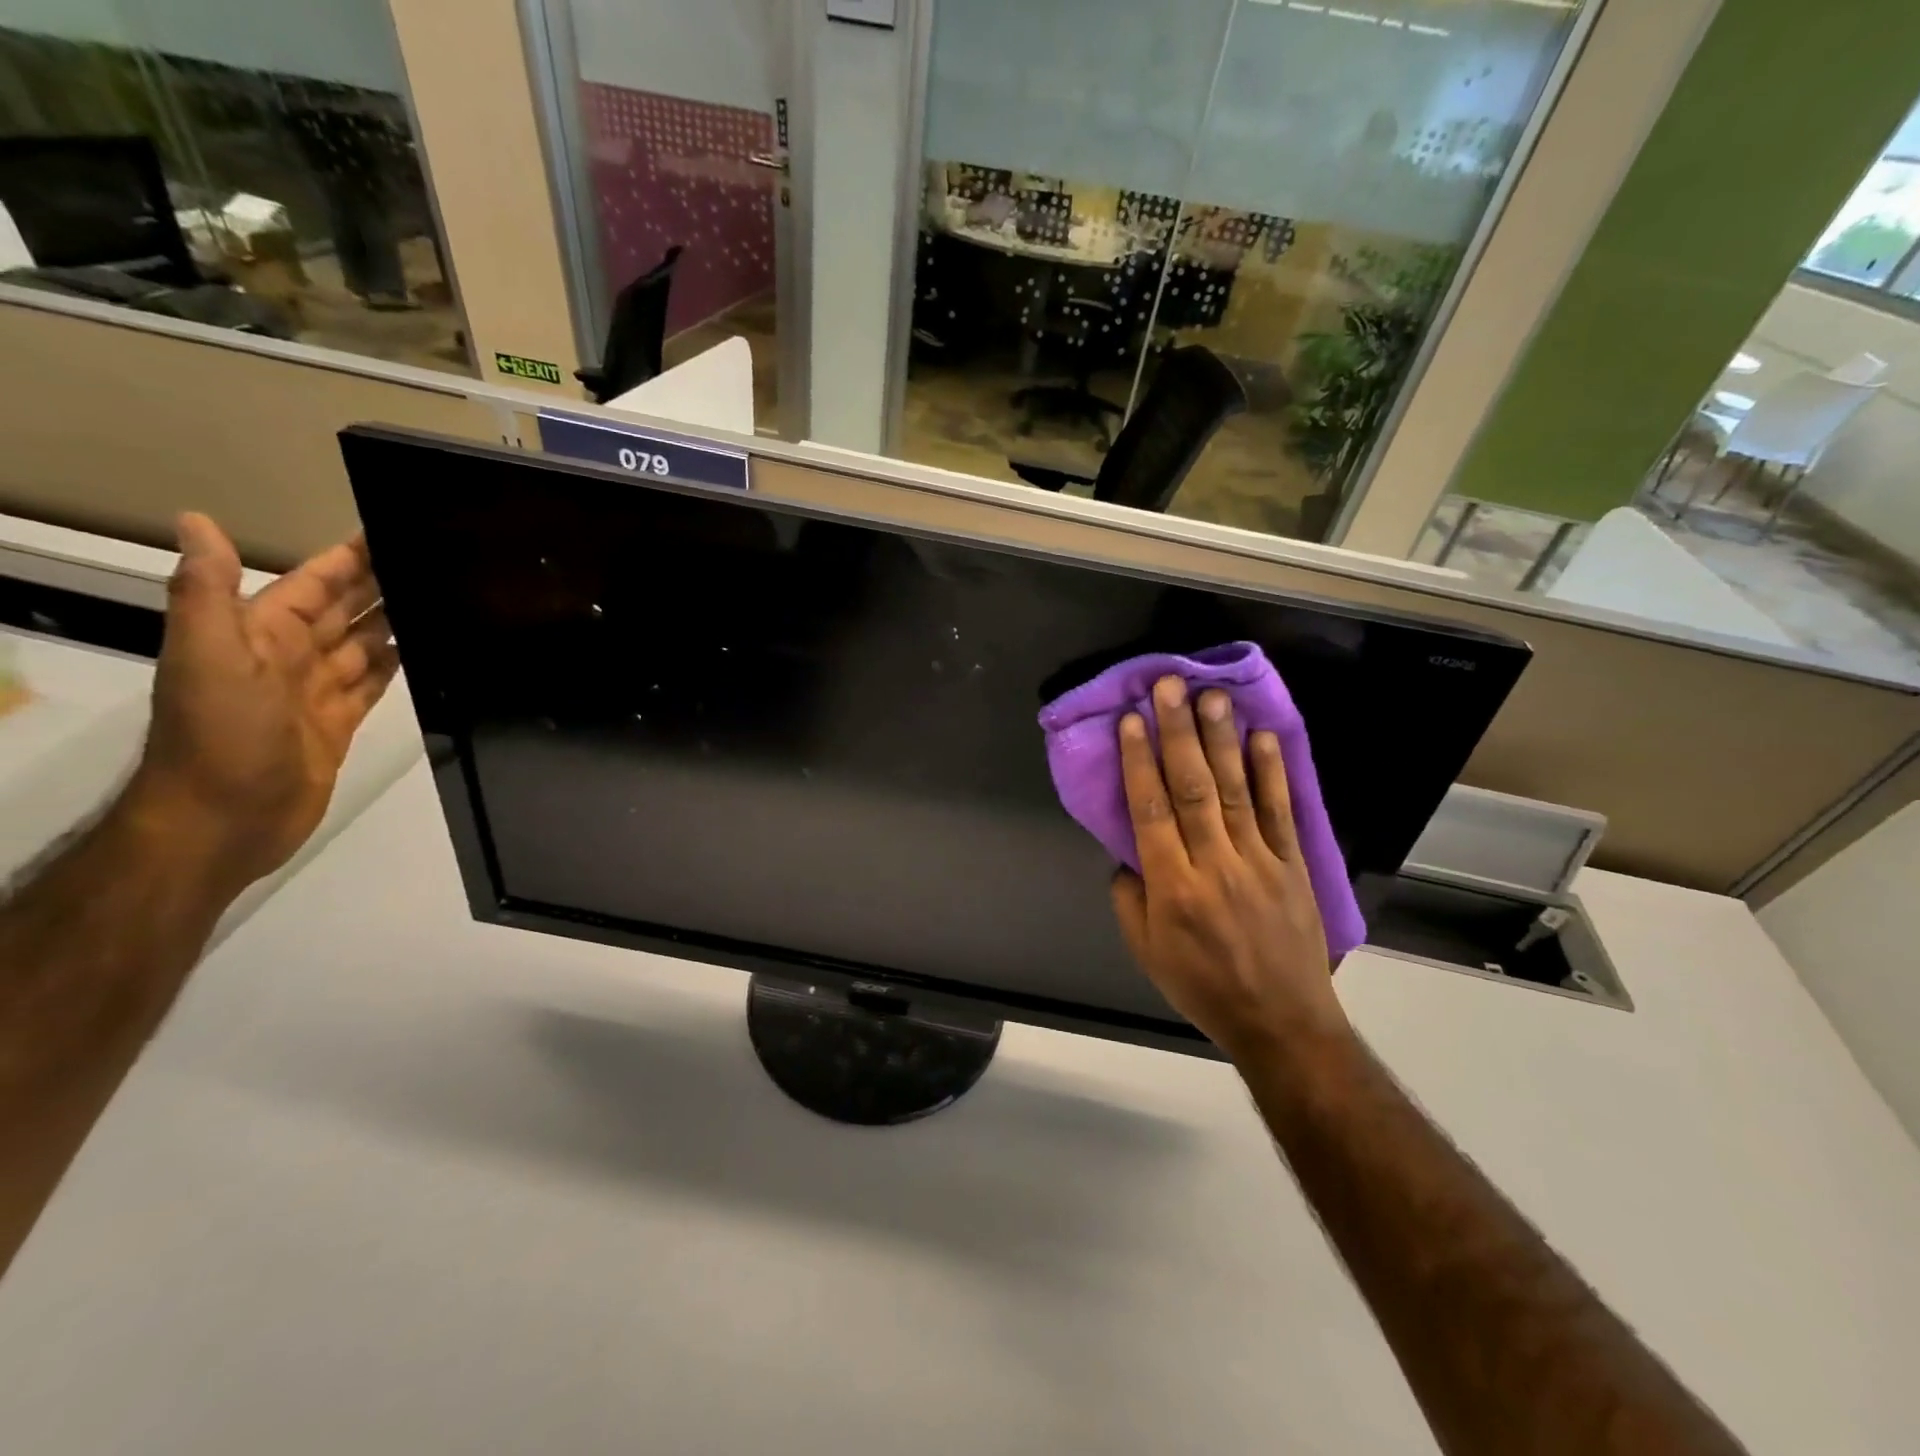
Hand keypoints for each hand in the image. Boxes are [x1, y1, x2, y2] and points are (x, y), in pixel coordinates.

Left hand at [127, 514, 400, 889]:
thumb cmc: (219, 735)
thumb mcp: (208, 657)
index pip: (313, 583)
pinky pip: (376, 683)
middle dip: (383, 584)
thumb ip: (207, 592)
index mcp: (260, 633)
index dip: (349, 558)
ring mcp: (317, 691)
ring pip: (367, 644)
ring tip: (446, 600)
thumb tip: (197, 520)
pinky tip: (431, 650)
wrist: (223, 820)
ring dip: (399, 621)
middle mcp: (290, 656)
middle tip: (437, 562)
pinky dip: (400, 664)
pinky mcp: (342, 722)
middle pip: (346, 610)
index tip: (394, 532)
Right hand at [1110, 677, 1348, 1062]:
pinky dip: (1272, 772)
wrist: (1281, 1020)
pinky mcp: (1292, 865)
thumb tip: (1127, 851)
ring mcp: (1258, 860)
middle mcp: (1214, 863)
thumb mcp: (1146, 951)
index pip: (1150, 809)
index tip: (1131, 720)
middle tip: (1169, 686)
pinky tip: (1262, 736)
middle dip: (1178, 732)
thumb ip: (1130, 896)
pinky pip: (1280, 811)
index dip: (1138, 760)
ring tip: (1211, 696)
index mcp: (1172, 886)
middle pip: (1192, 787)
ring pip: (1234, 789)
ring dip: (1221, 739)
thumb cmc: (1202, 986)